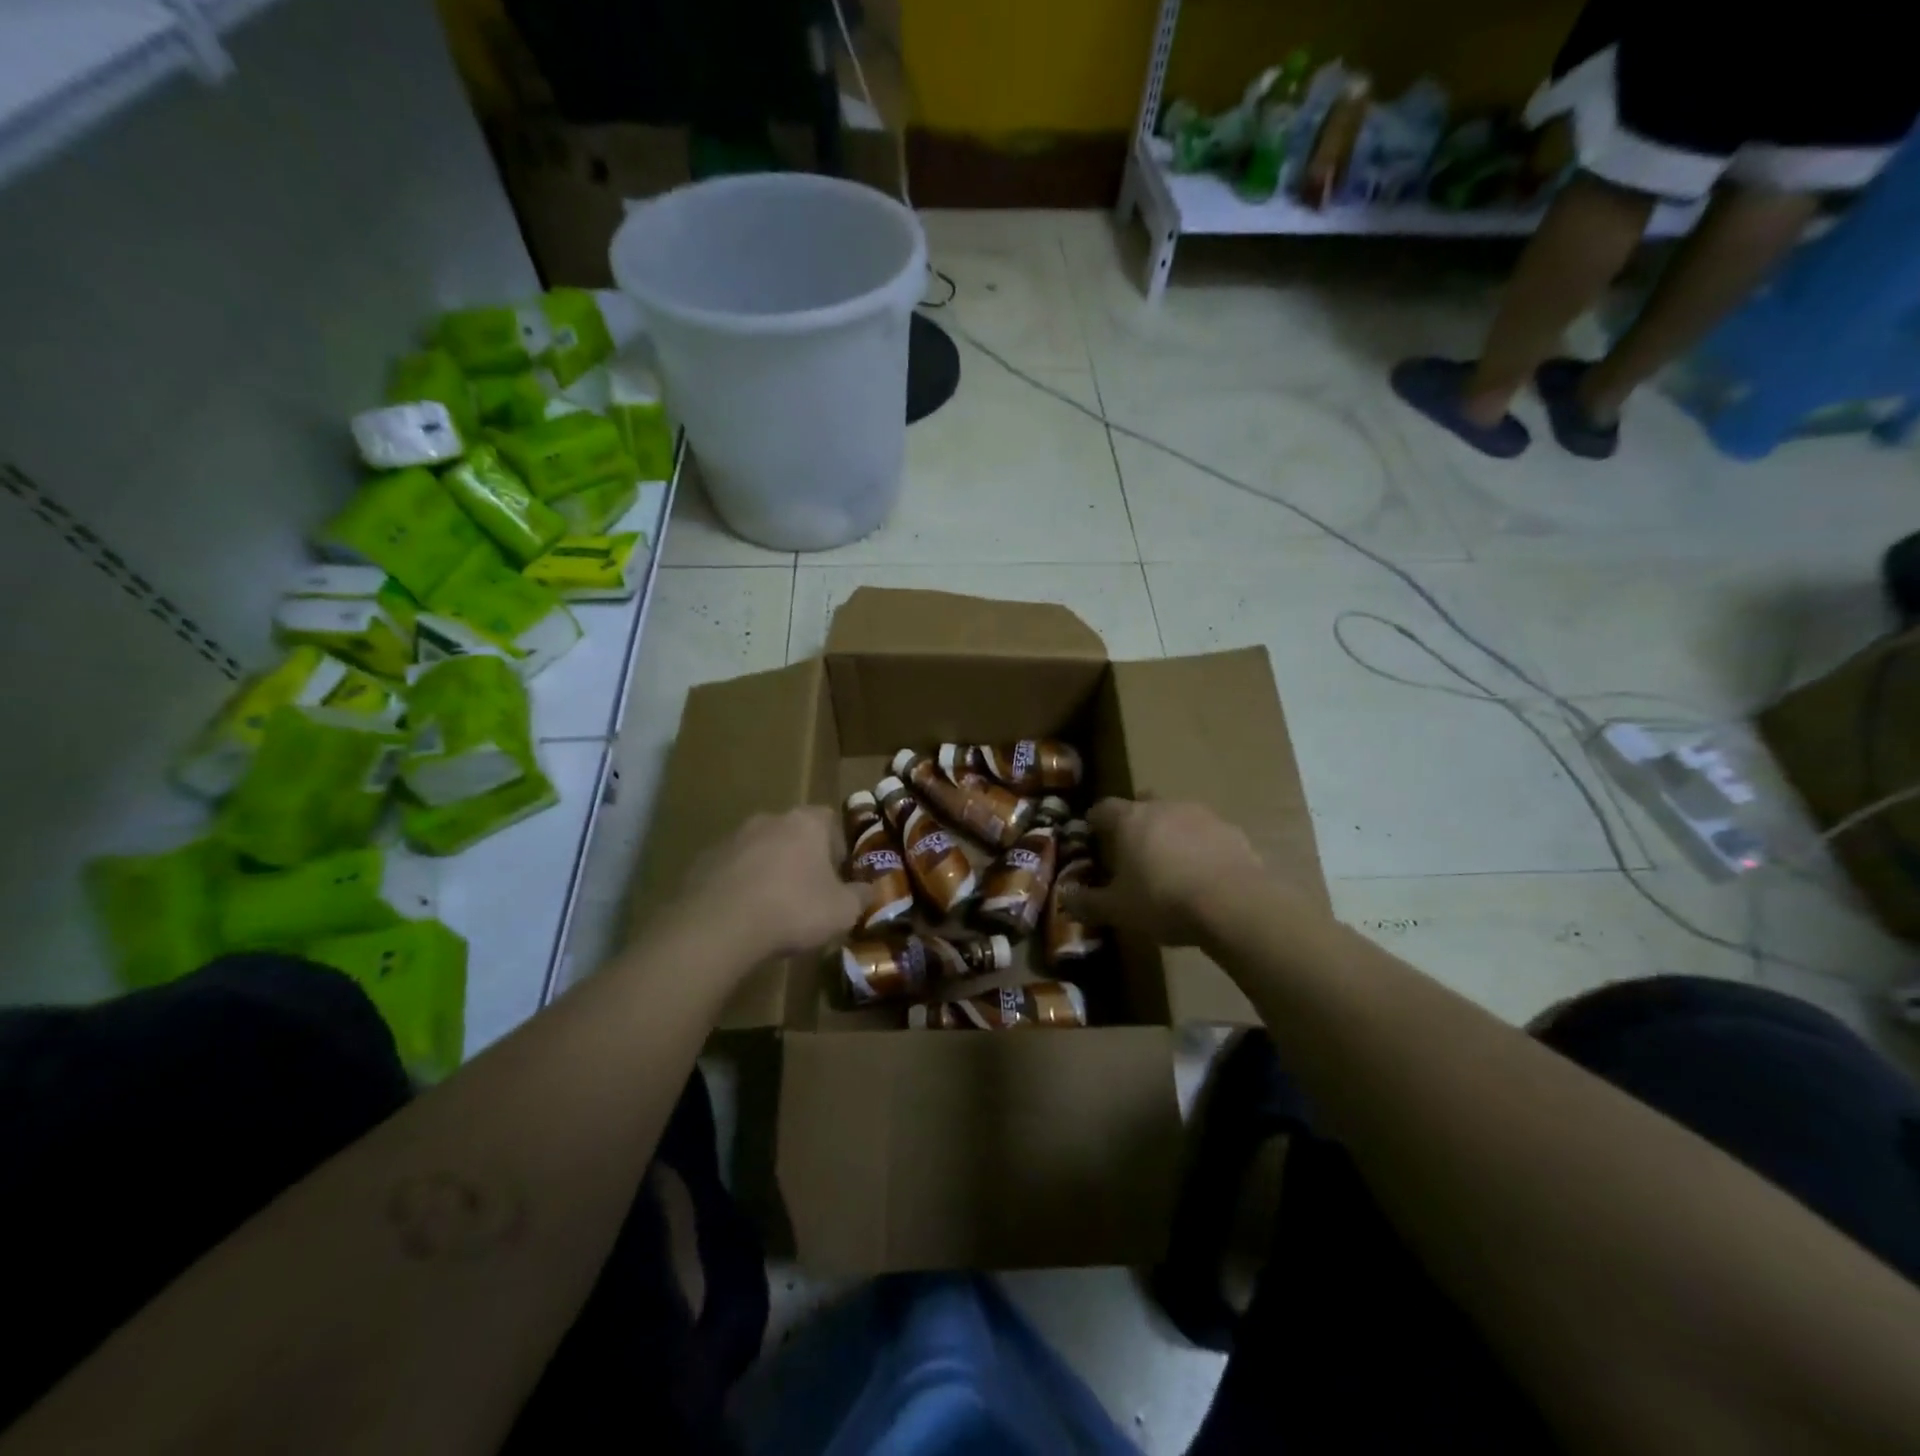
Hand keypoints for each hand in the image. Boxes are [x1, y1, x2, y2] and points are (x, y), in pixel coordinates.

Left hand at [672, 808, 865, 961]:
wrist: (719, 926)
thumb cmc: (793, 909)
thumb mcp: (843, 911)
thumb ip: (861, 896)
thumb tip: (869, 890)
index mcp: (806, 823)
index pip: (829, 820)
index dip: (837, 847)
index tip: (838, 876)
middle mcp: (769, 820)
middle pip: (793, 833)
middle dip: (801, 858)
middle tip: (808, 892)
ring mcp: (732, 838)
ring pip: (760, 850)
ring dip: (769, 870)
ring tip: (773, 908)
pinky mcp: (703, 861)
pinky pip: (732, 870)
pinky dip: (740, 886)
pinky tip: (743, 916)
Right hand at [1063, 798, 1264, 945]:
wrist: (1234, 904)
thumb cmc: (1163, 900)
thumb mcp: (1118, 910)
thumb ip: (1088, 902)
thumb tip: (1065, 898)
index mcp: (1130, 819)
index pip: (1104, 808)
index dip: (1095, 820)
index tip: (1091, 833)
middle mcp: (1164, 807)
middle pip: (1143, 804)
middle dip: (1136, 820)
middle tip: (1132, 847)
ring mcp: (1202, 815)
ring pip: (1178, 816)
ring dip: (1171, 832)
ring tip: (1170, 862)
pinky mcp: (1232, 831)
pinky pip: (1208, 834)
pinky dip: (1201, 847)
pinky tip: (1203, 873)